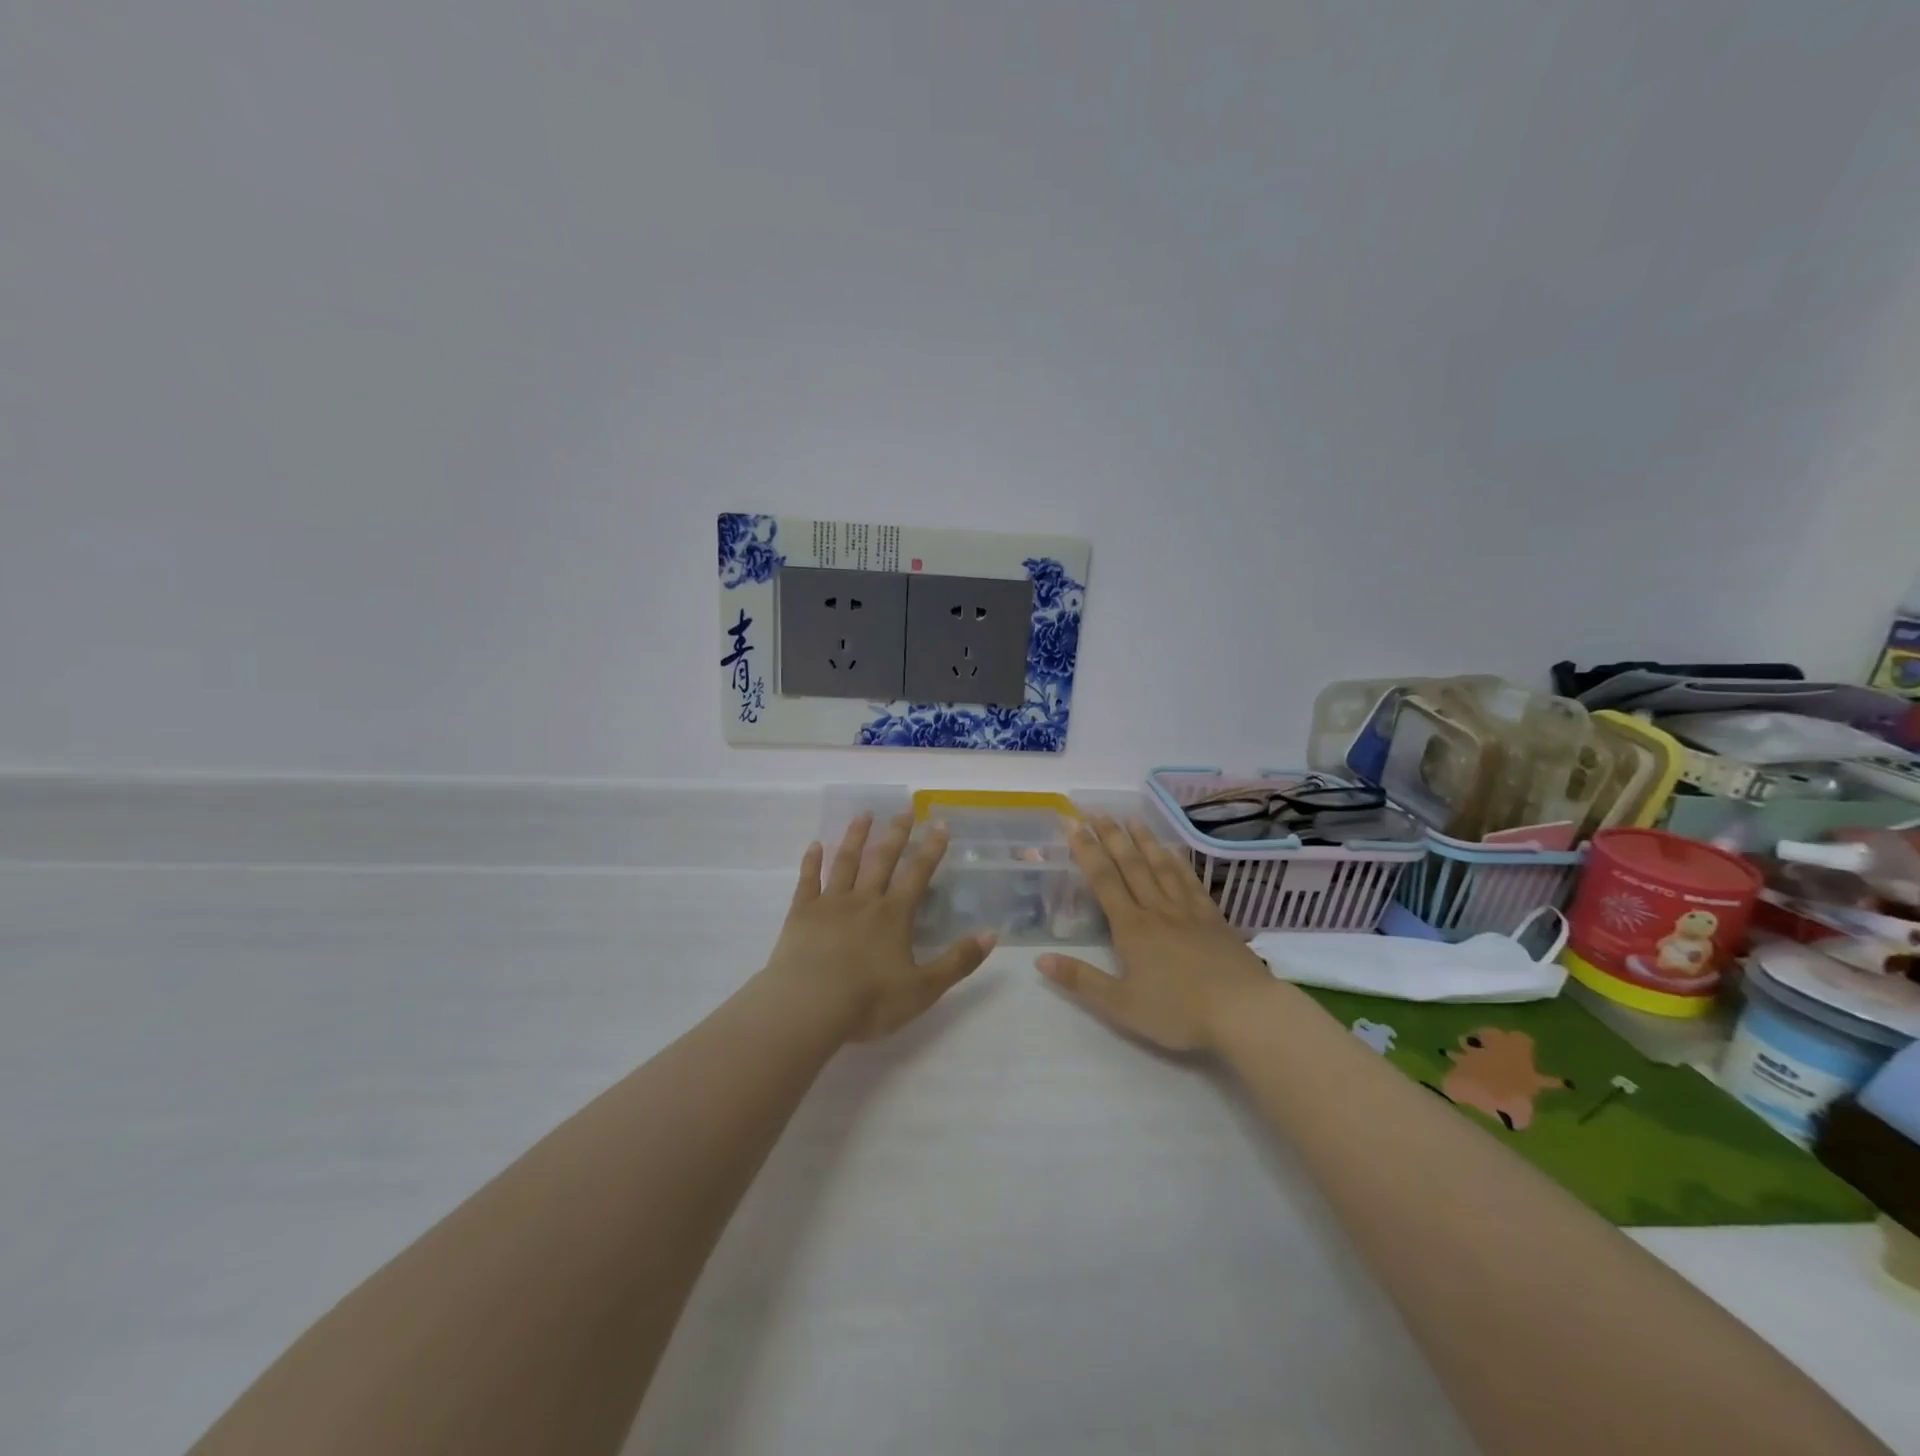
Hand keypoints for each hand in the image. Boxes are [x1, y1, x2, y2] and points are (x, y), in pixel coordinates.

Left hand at [765, 812, 995, 1042]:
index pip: (917, 874)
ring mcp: (830, 904)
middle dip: (896, 834)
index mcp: (894, 916)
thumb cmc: (869, 1001)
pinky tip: (815, 845)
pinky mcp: (801, 914)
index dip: (931, 848)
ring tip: (863, 815)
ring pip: (845, 862)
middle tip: (904, 810)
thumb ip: (957, 961)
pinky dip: (812, 862)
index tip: (940, 823)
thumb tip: (992, 934)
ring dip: (856, 837)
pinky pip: (808, 881)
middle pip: (882, 860)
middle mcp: (864, 901)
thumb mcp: (923, 989)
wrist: (808, 1007)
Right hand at [1037, 815, 1271, 1052]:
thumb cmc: (1178, 1012)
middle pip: (1131, 865)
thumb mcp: (1121, 1006)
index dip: (1087, 851)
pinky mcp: (1214, 918)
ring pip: (1161, 866)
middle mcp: (1157, 910)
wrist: (1244, 1012)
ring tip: (1131, 818)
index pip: (1104, 880)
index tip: (1073, 825)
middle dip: (1111, 836)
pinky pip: (1191, 881)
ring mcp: (1188, 911)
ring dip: (1144, 840)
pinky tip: (1173, 851)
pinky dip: (1178, 862)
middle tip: (1097, 811)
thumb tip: (1039, 959)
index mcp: (1132, 928)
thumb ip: (1080, 980)